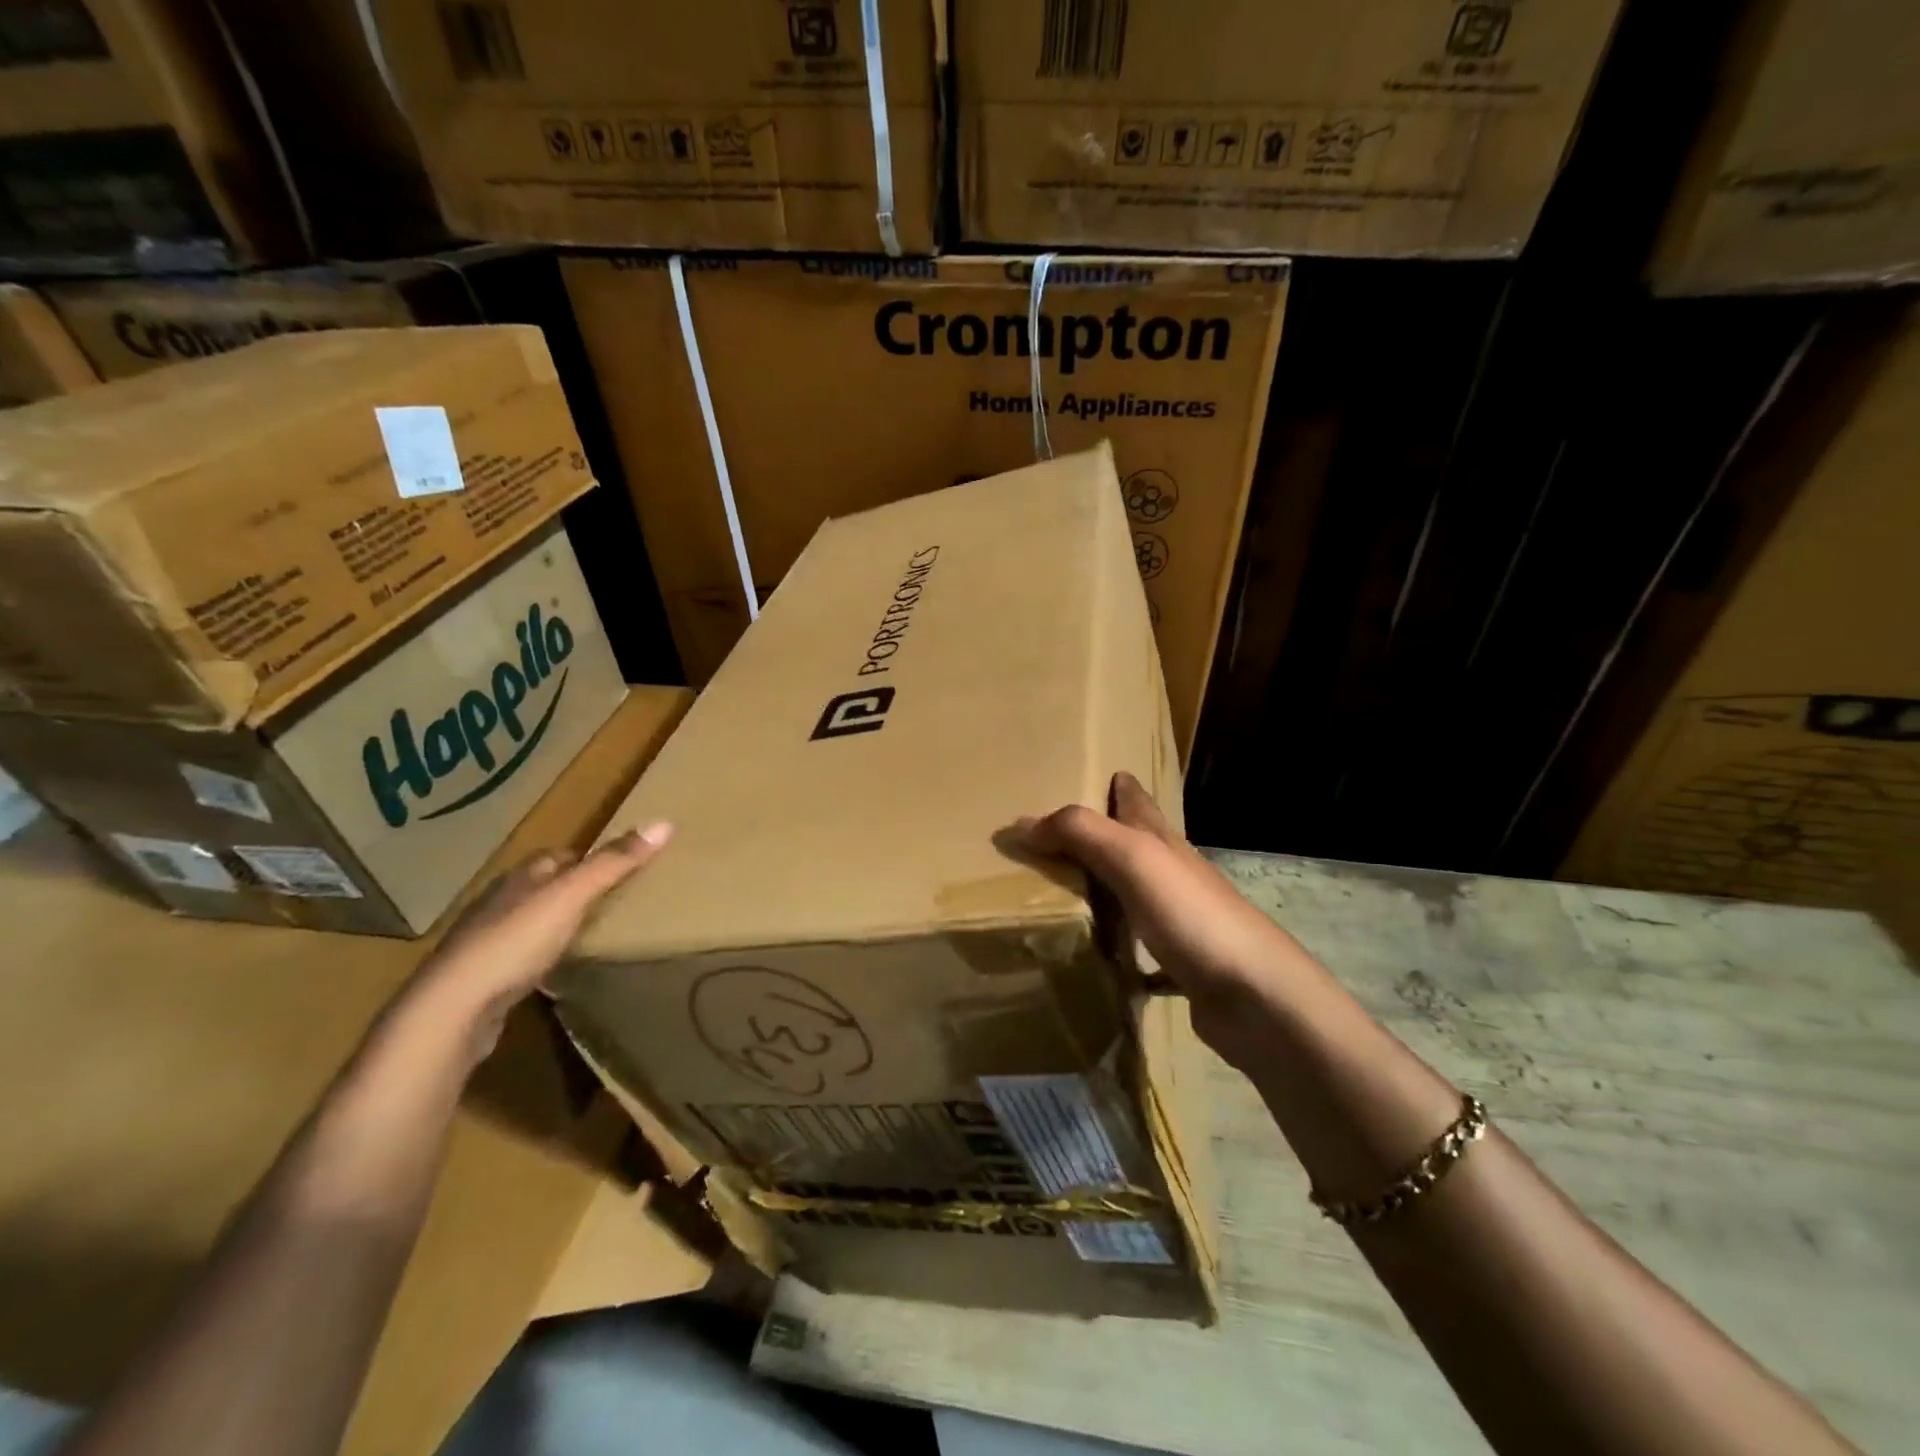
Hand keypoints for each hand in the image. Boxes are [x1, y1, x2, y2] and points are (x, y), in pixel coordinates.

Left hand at [401, 822, 672, 1062]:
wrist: (452, 1010)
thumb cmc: (515, 942)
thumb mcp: (572, 896)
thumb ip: (615, 863)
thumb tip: (665, 822)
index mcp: (520, 877)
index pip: (557, 856)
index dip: (588, 858)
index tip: (620, 868)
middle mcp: (500, 902)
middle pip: (544, 887)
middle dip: (573, 890)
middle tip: (613, 900)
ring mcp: (487, 941)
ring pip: (530, 921)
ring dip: (556, 924)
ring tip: (591, 934)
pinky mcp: (483, 978)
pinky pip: (520, 956)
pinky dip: (540, 956)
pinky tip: (555, 970)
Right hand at [1017, 773, 1310, 1067]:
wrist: (1254, 995)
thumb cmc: (1191, 914)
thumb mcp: (1131, 858)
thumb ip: (1079, 833)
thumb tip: (1021, 824)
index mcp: (1162, 842)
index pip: (1137, 801)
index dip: (1119, 785)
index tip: (1097, 776)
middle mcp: (1174, 875)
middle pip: (1136, 846)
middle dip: (1106, 836)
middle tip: (1058, 838)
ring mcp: (1182, 921)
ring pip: (1137, 896)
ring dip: (1108, 892)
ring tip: (1065, 895)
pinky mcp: (1183, 965)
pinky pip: (1143, 953)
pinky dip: (1122, 953)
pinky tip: (1101, 963)